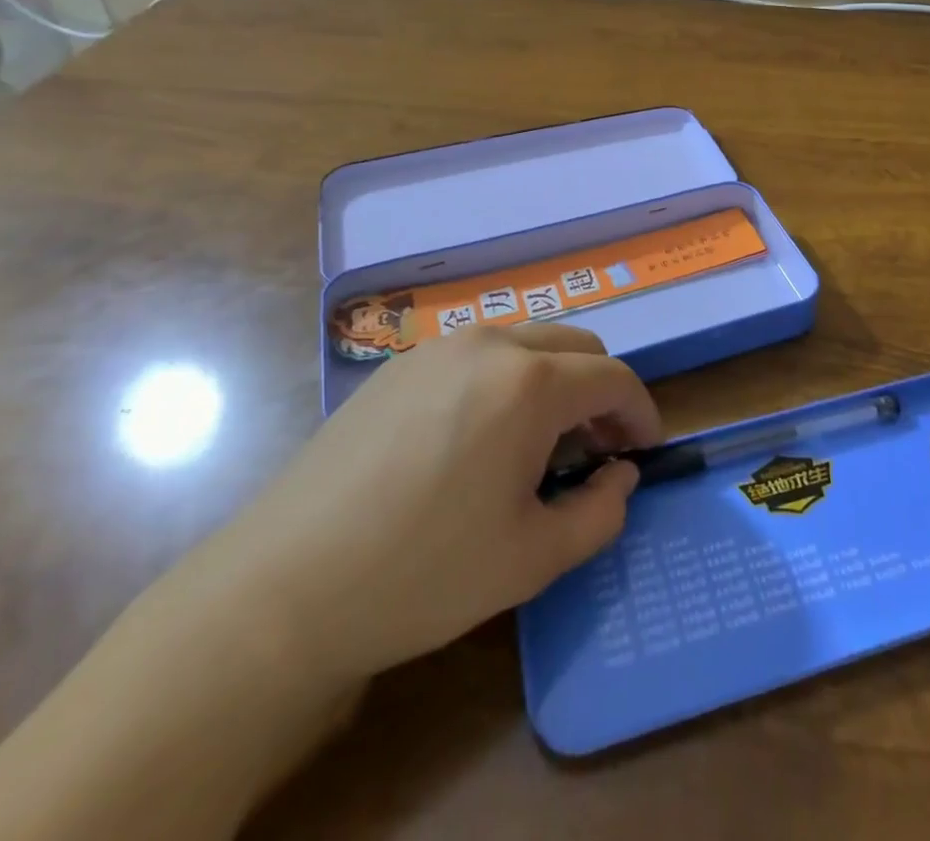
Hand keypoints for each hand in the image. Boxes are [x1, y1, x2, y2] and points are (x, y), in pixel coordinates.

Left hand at [183, 323, 660, 685]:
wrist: (285, 586)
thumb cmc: (423, 573)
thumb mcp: (533, 558)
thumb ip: (601, 511)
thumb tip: (622, 475)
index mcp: (530, 382)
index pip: (614, 379)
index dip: (642, 413)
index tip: (645, 452)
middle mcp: (490, 343)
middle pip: (577, 347)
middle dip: (601, 393)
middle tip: (596, 450)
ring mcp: (439, 346)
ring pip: (528, 342)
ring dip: (556, 380)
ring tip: (541, 443)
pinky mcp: (400, 363)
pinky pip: (480, 353)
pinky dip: (509, 378)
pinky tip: (482, 435)